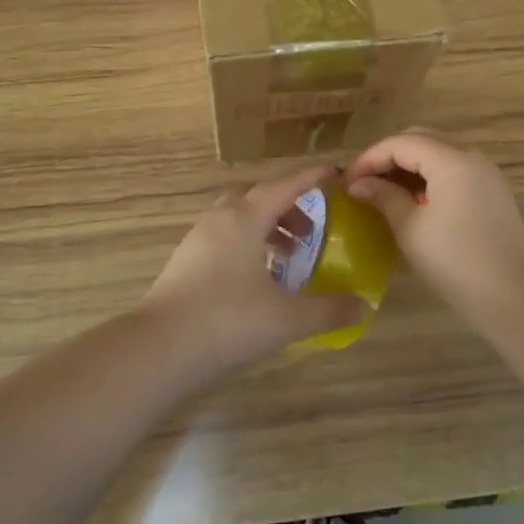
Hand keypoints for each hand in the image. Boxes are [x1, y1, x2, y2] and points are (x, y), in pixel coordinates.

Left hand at [140, 167, 369, 373]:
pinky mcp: (184, 264)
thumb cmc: (228, 321)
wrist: (160, 349)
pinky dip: (246, 248)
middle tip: (310, 233)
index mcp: (244, 219)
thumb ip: (328, 309)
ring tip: (287, 259)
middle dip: (287, 209)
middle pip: (257, 199)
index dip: (310, 179)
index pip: (284, 187)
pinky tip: (257, 280)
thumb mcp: (288, 318)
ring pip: (237, 221)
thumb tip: (363, 305)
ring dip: (265, 230)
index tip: (333, 174)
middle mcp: (219, 220)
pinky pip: (222, 241)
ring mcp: (197, 241)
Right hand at [343, 129, 523, 319]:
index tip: (346, 181)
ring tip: (383, 192)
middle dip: (389, 156)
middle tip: (364, 182)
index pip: (400, 142)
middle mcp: (471, 157)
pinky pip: (454, 170)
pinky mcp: (492, 193)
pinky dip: (429, 177)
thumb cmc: (455, 260)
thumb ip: (383, 197)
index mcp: (451, 160)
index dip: (369, 158)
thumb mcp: (410, 228)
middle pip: (421, 139)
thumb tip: (358, 184)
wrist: (514, 296)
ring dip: (409, 166)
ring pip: (439, 153)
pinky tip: (413, 201)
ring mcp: (486, 174)